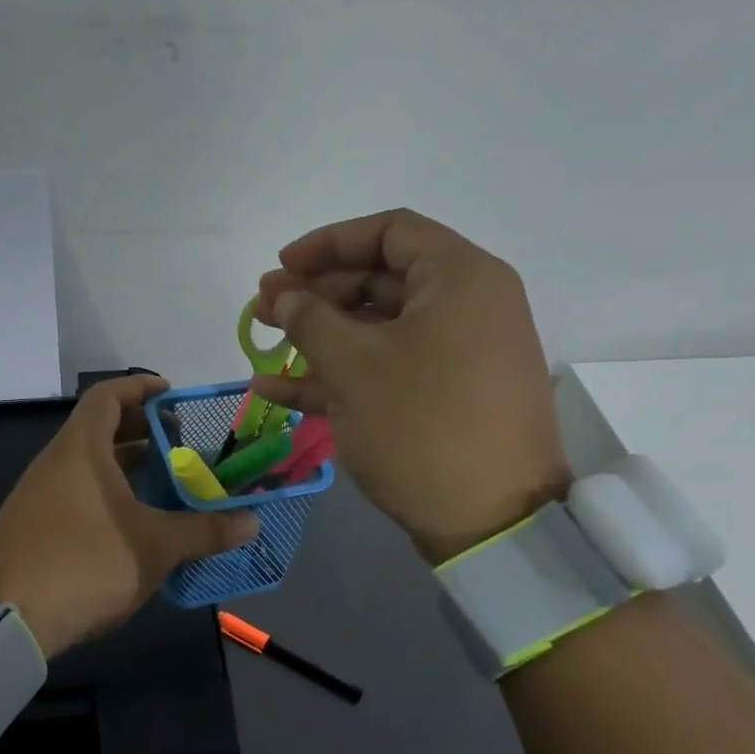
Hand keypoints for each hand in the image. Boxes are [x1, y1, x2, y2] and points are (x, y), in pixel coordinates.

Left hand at [0, 376, 258, 656]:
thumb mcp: (154, 546)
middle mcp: (55, 463)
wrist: (5, 620)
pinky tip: (134, 524)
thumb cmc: (85, 564)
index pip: (108, 396)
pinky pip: (77, 494)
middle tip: (182, 445)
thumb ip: (204, 531)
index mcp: (80, 450)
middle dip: (143, 432)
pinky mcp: (33, 527)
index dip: (141, 388)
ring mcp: (38, 496)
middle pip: (100, 429)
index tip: (174, 396)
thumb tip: (252, 522)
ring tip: (166, 485)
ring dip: (127, 468)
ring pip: (89, 466)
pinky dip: (108, 495)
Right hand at [250, 209, 570, 563]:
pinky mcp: (444, 398)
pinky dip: (337, 375)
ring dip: (318, 336)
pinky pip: (386, 370)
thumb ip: (309, 319)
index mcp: (460, 278)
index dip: (328, 243)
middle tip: (264, 308)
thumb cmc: (421, 425)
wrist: (491, 521)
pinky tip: (277, 389)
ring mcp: (456, 357)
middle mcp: (466, 307)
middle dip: (315, 293)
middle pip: (380, 281)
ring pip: (377, 330)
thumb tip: (282, 295)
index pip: (389, 232)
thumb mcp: (354, 365)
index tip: (281, 265)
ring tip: (264, 342)